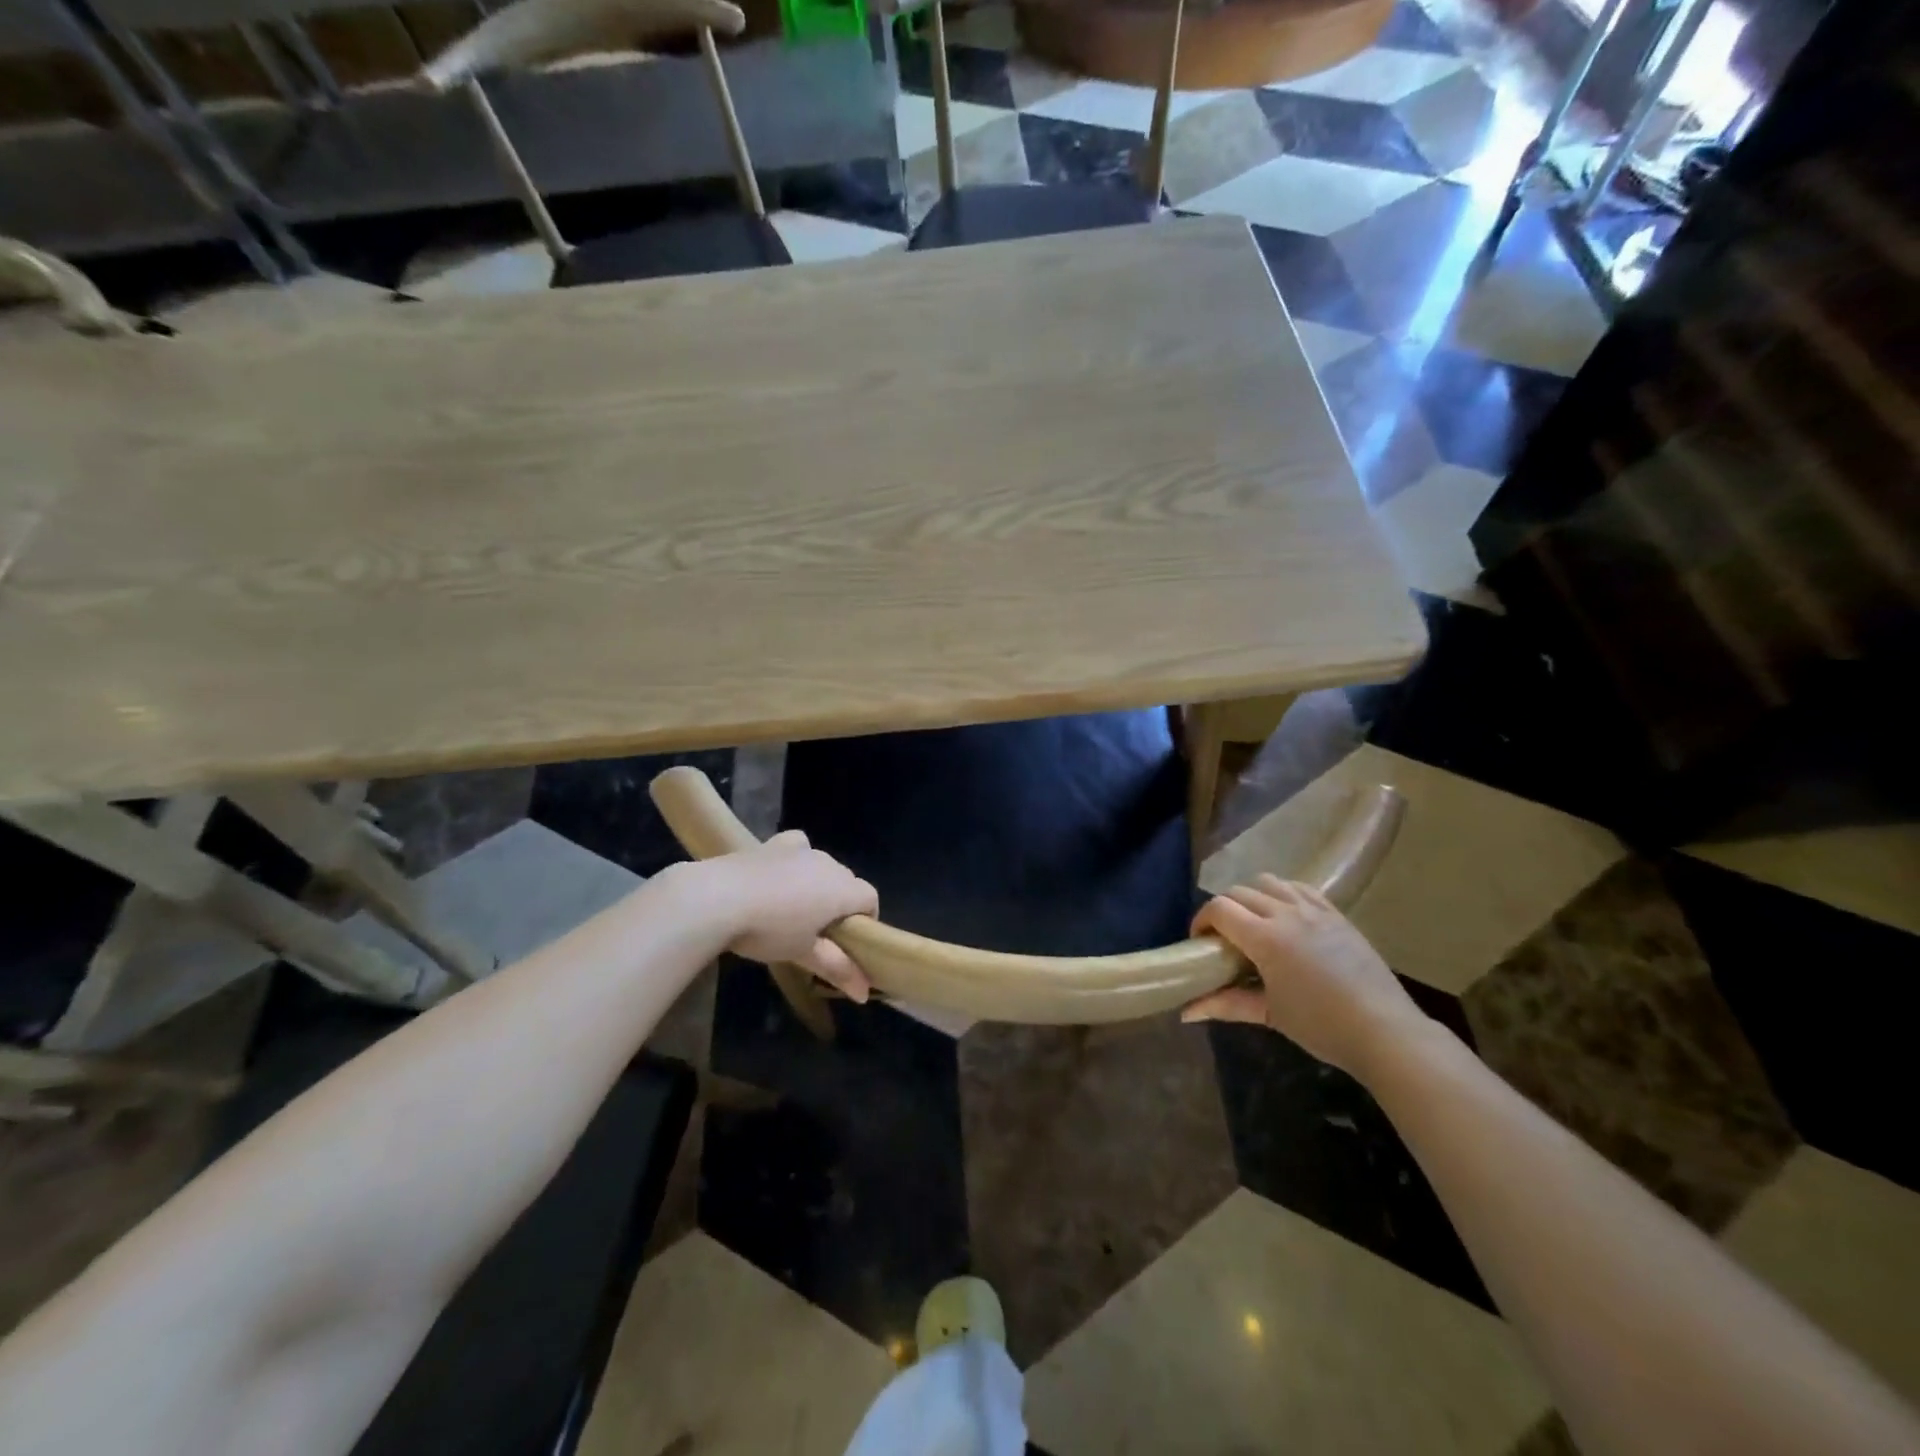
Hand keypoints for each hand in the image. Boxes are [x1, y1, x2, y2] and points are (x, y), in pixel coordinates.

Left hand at [702, 832, 878, 1000]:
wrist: (717, 897)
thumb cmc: (768, 930)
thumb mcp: (803, 953)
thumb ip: (837, 968)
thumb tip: (864, 993)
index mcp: (842, 890)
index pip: (871, 898)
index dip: (866, 919)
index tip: (848, 942)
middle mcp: (829, 863)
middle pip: (848, 882)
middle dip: (842, 904)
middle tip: (819, 932)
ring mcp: (802, 849)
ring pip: (823, 866)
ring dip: (819, 884)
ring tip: (794, 908)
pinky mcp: (775, 842)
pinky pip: (799, 847)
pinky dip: (798, 860)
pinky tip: (781, 876)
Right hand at [1181, 875, 1426, 1079]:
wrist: (1385, 1031)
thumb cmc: (1322, 1026)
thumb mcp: (1269, 1015)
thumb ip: (1225, 1005)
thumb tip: (1186, 1012)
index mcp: (1265, 938)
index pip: (1219, 908)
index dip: (1201, 920)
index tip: (1199, 942)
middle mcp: (1286, 913)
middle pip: (1239, 892)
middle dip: (1222, 909)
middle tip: (1222, 938)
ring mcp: (1314, 910)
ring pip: (1268, 882)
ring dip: (1251, 896)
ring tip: (1253, 922)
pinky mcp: (1336, 914)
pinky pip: (1300, 887)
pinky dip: (1282, 893)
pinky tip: (1284, 915)